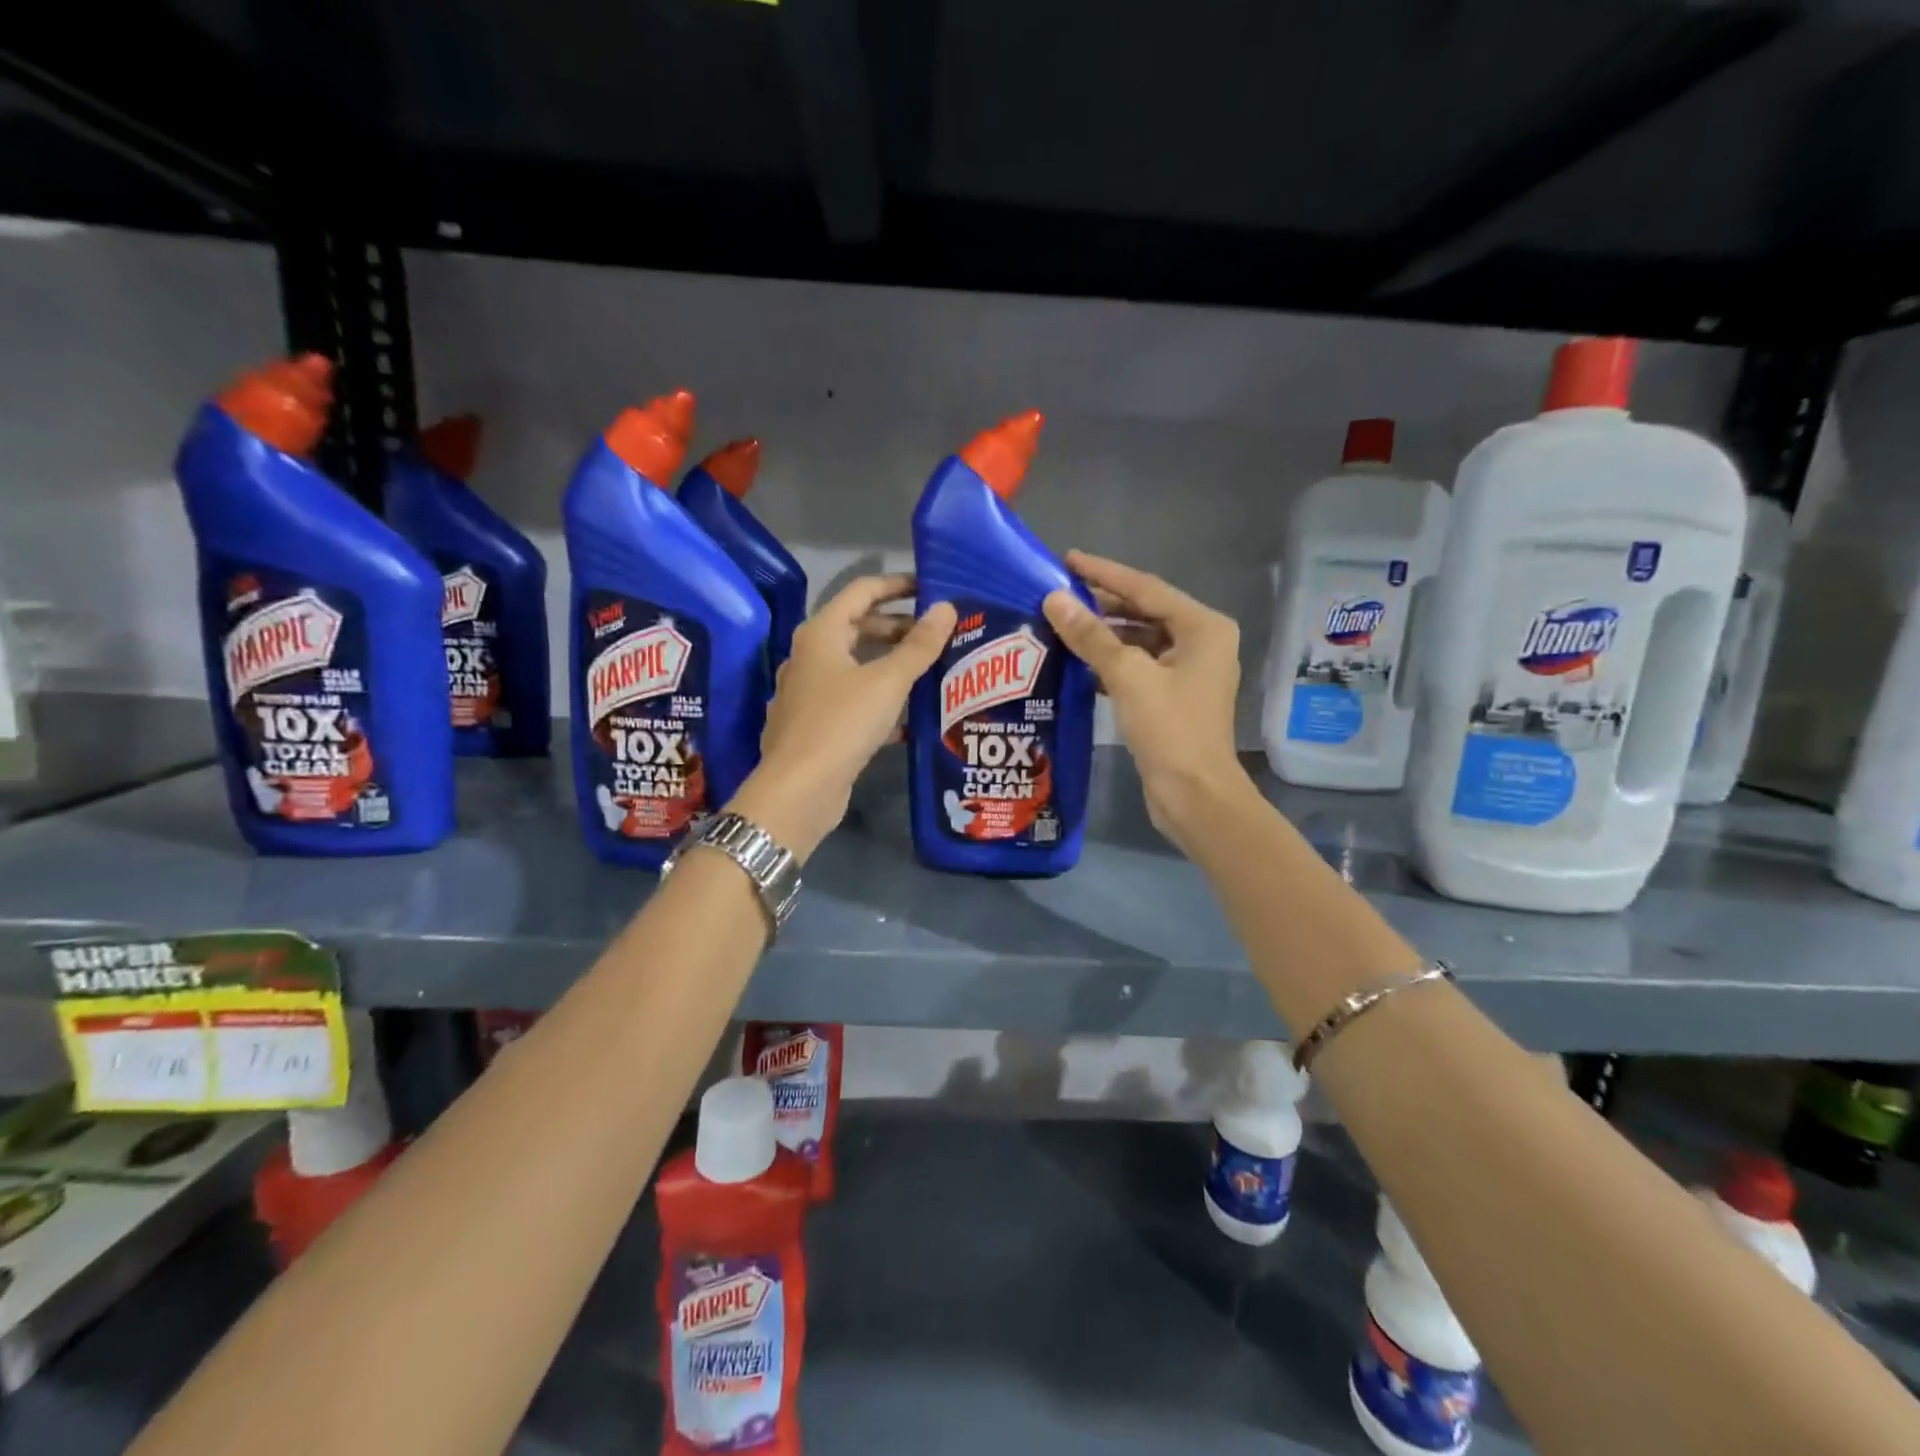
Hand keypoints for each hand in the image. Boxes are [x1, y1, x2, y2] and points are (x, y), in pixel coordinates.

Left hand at [730, 575, 955, 858]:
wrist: (799, 790)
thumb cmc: (842, 723)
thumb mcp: (888, 681)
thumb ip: (919, 645)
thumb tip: (946, 608)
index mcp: (821, 634)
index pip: (862, 591)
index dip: (897, 585)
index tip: (932, 588)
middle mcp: (810, 656)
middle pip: (859, 628)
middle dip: (899, 628)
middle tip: (939, 634)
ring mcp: (810, 692)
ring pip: (857, 666)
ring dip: (892, 665)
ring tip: (932, 670)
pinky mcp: (816, 724)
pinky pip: (853, 699)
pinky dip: (880, 699)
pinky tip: (910, 716)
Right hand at [1043, 550, 1251, 853]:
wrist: (1194, 795)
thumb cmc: (1170, 729)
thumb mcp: (1128, 676)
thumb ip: (1091, 636)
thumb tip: (1055, 600)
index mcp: (1202, 627)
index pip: (1145, 588)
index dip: (1104, 573)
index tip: (1067, 560)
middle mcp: (1201, 643)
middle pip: (1144, 612)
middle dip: (1102, 604)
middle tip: (1058, 594)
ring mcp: (1188, 672)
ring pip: (1139, 641)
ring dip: (1103, 635)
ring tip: (1061, 625)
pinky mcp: (1173, 697)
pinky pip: (1138, 666)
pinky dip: (1110, 662)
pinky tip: (1078, 662)